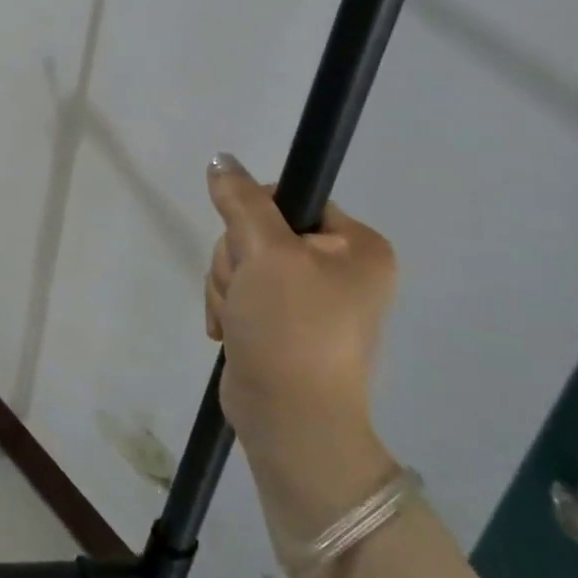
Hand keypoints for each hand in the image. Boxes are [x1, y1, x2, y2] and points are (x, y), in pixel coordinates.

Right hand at [205, 156, 397, 542]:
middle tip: (246, 293)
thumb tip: (220, 158)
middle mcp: (340, 269)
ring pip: (241, 264)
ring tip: (240, 320)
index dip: (254, 217)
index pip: (289, 199)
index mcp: (357, 247)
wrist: (289, 419)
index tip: (251, 250)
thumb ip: (241, 201)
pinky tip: (232, 332)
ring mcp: (310, 300)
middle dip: (236, 262)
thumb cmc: (291, 329)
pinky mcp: (281, 324)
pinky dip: (229, 309)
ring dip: (227, 288)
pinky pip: (240, 293)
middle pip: (257, 233)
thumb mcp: (265, 254)